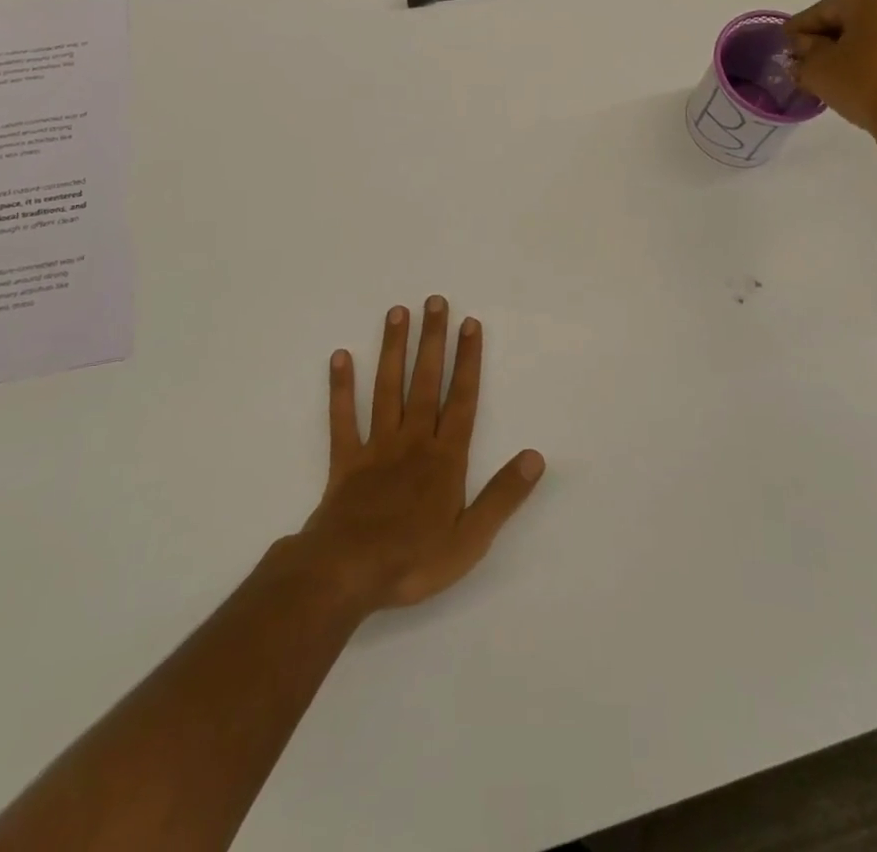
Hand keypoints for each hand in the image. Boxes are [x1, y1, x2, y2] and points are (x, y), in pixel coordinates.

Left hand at [296, 297, 543, 614]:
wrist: (346, 575)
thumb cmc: (413, 560)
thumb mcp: (471, 538)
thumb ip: (503, 495)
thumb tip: (536, 456)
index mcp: (444, 458)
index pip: (461, 399)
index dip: (467, 361)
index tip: (469, 324)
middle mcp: (412, 441)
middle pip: (425, 382)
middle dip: (432, 340)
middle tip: (435, 300)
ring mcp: (376, 447)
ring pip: (387, 388)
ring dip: (393, 350)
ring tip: (397, 312)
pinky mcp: (345, 460)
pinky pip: (342, 418)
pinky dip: (340, 387)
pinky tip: (340, 357)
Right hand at [784, 0, 876, 161]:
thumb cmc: (867, 85)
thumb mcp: (818, 69)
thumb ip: (803, 51)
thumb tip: (804, 46)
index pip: (823, 10)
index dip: (799, 31)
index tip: (782, 46)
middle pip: (851, 15)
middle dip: (827, 39)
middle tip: (804, 63)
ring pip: (874, 29)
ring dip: (850, 47)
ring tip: (830, 73)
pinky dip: (874, 54)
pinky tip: (857, 75)